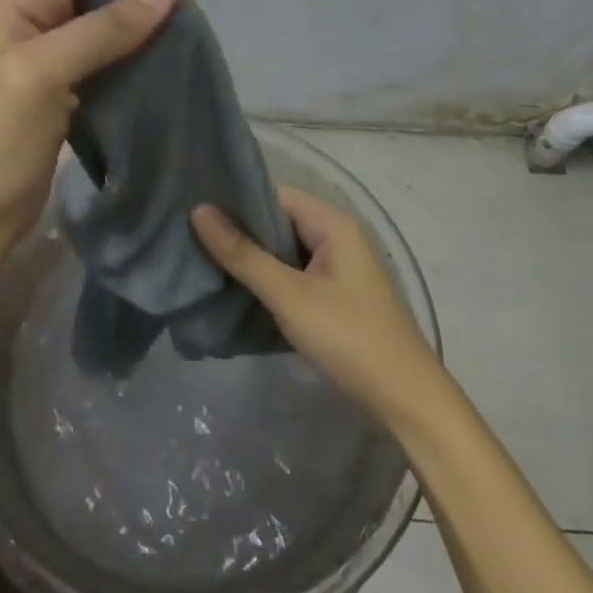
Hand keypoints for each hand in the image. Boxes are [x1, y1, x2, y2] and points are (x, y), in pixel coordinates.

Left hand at [0, 0, 184, 258]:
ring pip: (113, 6)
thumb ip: (103, 29)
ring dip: (148, 17)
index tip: (186, 4)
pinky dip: (138, 44)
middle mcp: (38, 4)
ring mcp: (53, 39)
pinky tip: (158, 63)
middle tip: (187, 28)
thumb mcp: (44, 77)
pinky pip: (111, 41)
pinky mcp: (68, 71)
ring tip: (180, 44)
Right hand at [192, 186, 441, 425]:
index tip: (192, 206)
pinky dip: (266, 278)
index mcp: (331, 222)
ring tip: (201, 258)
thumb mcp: (289, 295)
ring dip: (250, 256)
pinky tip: (233, 288)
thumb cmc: (348, 336)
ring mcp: (335, 267)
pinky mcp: (332, 295)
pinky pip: (291, 273)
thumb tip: (199, 210)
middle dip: (238, 229)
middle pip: (277, 220)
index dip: (235, 199)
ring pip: (282, 249)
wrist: (405, 398)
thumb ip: (243, 254)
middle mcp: (335, 236)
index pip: (274, 193)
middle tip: (188, 235)